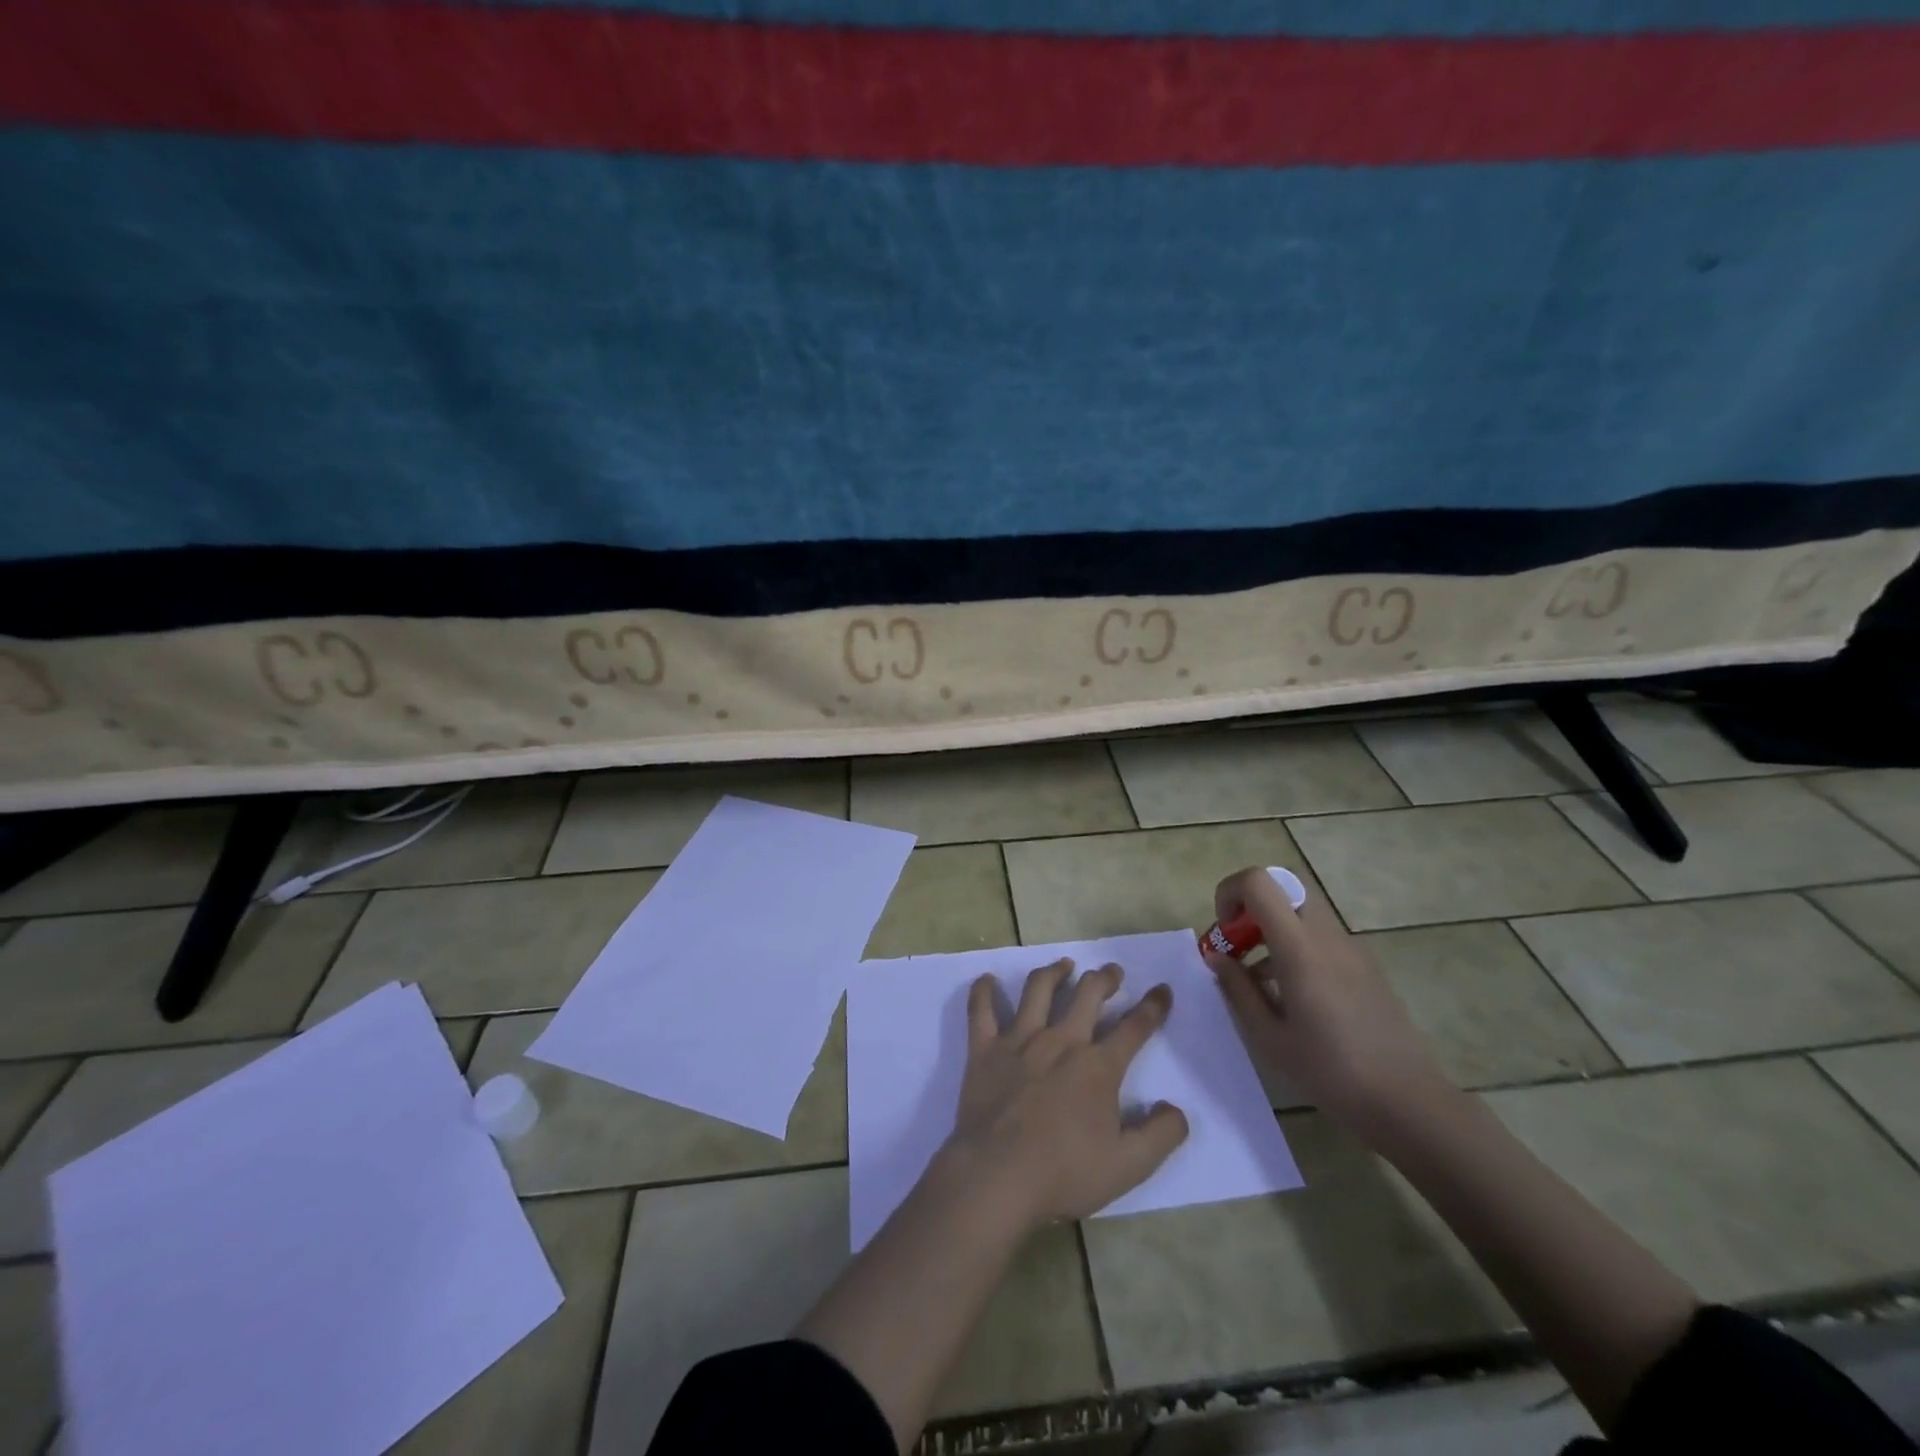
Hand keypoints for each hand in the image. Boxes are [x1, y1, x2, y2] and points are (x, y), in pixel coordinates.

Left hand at [943, 958, 1188, 1231]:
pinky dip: (983, 991)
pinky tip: (987, 980)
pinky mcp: (985, 1049)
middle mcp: (1061, 1041)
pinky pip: (981, 1010)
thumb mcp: (1129, 1166)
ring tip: (1064, 965)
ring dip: (1055, 972)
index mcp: (1098, 1067)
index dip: (1153, 1007)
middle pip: (1088, 995)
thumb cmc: (1065, 1173)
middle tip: (1112, 972)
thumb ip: (1161, 1135)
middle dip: (1105, 979)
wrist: (998, 1176)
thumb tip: (1175, 1108)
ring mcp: (1020, 1040)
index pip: (1134, 1028)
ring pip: (1039, 989)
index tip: (1162, 990)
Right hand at [1204, 867, 1451, 1136]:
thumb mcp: (1269, 1037)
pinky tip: (1292, 996)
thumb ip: (1237, 989)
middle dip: (1250, 908)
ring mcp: (1351, 949)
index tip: (1223, 931)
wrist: (1409, 1102)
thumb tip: (1216, 957)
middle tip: (1238, 947)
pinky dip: (1296, 947)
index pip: (1259, 882)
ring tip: (1258, 979)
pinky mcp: (1366, 966)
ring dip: (1272, 928)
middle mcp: (1327, 936)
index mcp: (1300, 948)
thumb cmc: (1331, 1072)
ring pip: (1302, 912)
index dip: (1230, 892)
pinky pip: (1321, 937)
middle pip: (1283, 889)